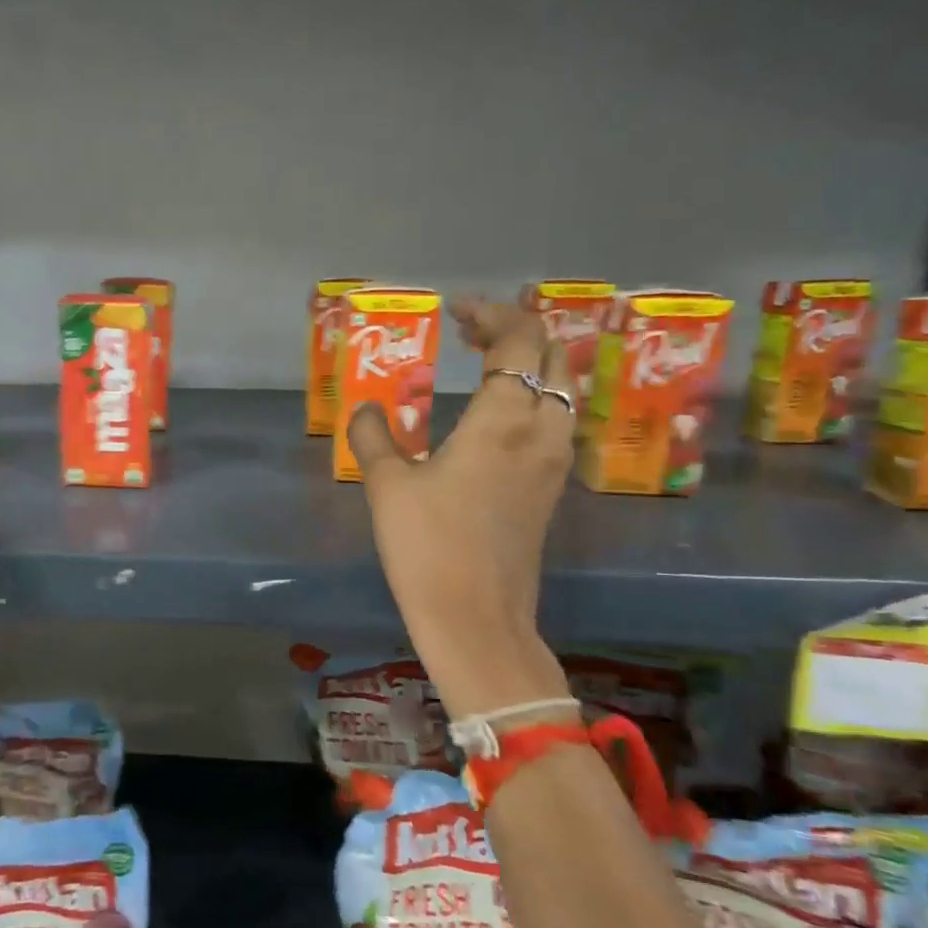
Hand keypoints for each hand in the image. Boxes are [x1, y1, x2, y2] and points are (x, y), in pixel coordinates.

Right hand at [347, 295, 574, 717]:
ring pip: (561, 389)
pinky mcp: (551, 488)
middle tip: (470, 333)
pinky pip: (556, 420)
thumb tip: (366, 408)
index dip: (493, 314)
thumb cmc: (427, 545)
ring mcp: (553, 461)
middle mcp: (541, 430)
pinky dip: (534, 397)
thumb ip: (373, 436)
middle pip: (552, 357)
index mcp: (502, 418)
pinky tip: (498, 414)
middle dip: (515, 333)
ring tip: (485, 365)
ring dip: (530, 365)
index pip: (519, 340)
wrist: (475, 616)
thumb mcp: (386, 485)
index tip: (457, 311)